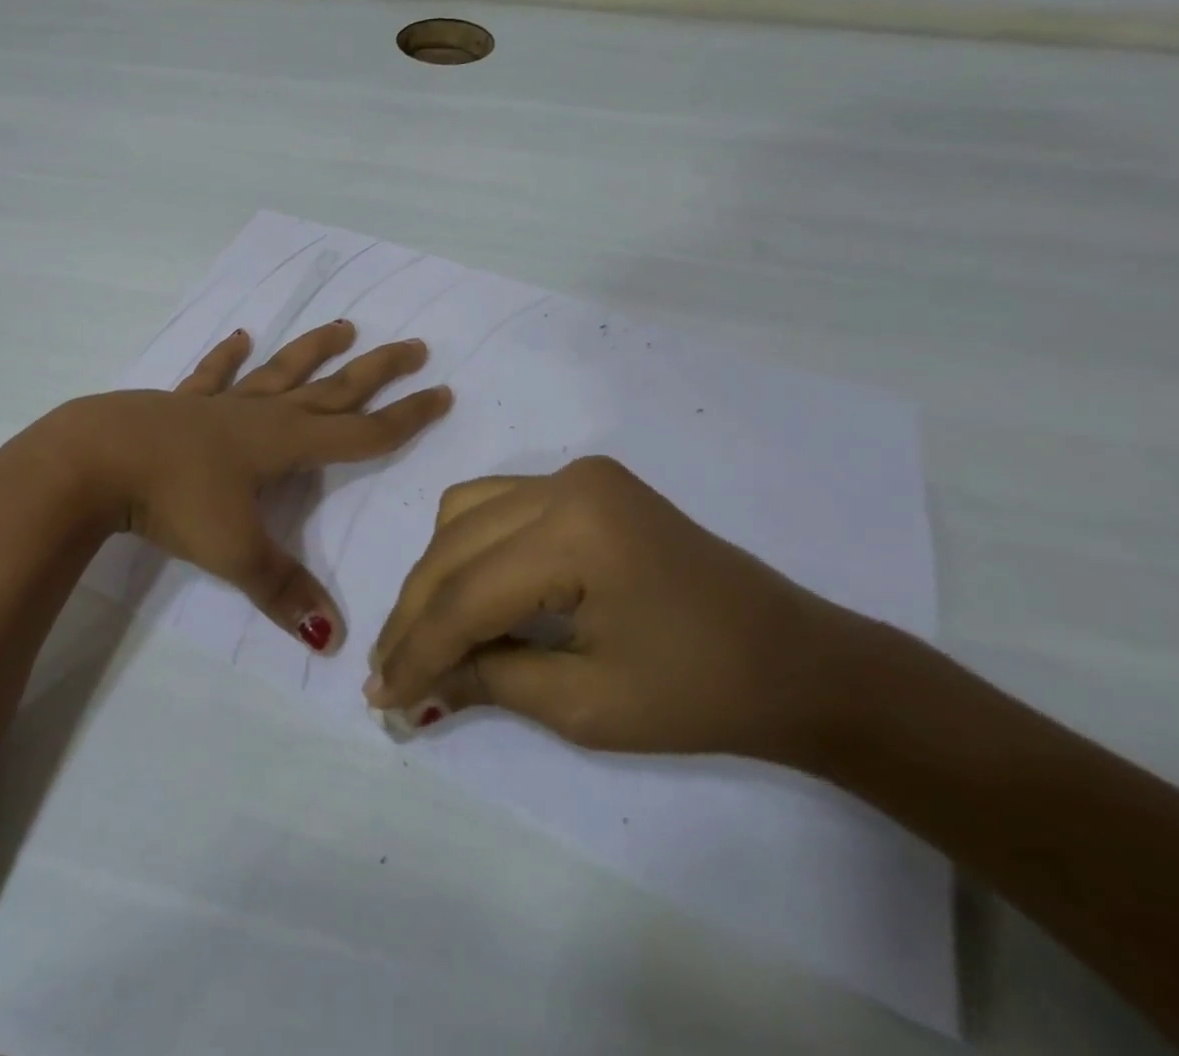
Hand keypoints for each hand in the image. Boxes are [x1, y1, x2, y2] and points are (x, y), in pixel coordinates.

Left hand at [66, 320, 451, 652]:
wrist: (98, 458)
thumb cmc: (174, 500)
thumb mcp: (234, 552)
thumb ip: (284, 591)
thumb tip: (336, 640)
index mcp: (286, 444)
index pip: (362, 432)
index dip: (405, 418)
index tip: (442, 393)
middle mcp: (262, 415)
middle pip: (333, 388)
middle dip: (377, 371)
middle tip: (415, 346)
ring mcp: (221, 404)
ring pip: (280, 371)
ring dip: (314, 349)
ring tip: (343, 326)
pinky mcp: (182, 403)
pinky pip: (213, 375)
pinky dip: (227, 357)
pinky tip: (240, 336)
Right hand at [364, 457, 852, 758]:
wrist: (798, 661)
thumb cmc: (702, 695)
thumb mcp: (585, 705)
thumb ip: (488, 681)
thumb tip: (410, 686)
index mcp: (576, 533)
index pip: (466, 595)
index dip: (416, 650)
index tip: (380, 697)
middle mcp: (564, 483)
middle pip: (453, 548)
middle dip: (415, 615)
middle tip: (387, 673)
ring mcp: (574, 474)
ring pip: (462, 513)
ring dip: (435, 574)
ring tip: (424, 634)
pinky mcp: (583, 482)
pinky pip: (495, 503)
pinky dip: (466, 546)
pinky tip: (464, 588)